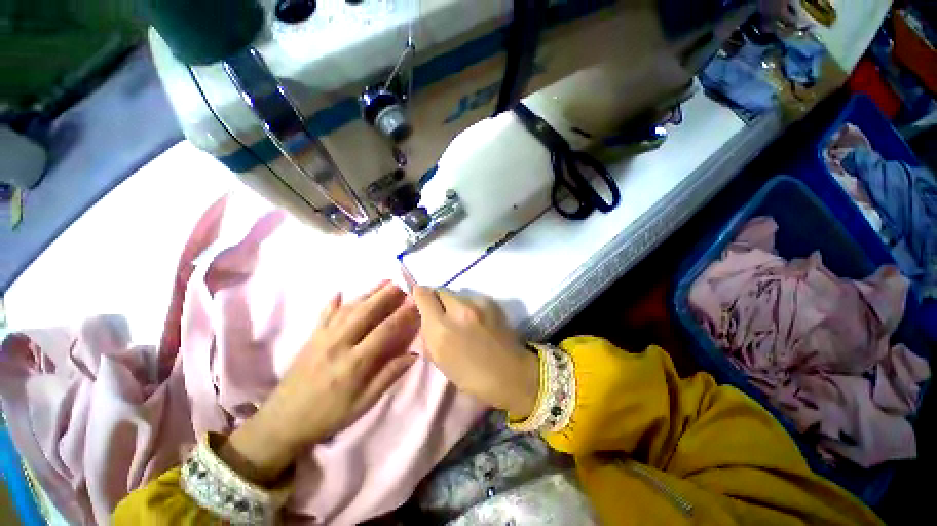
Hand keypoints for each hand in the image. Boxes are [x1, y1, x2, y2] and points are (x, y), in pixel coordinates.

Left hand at [219, 282, 419, 483]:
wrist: (282, 422)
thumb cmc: (328, 416)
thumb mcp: (363, 403)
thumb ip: (388, 376)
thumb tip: (413, 355)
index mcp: (354, 362)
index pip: (384, 331)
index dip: (401, 315)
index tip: (415, 303)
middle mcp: (338, 344)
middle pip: (365, 313)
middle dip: (385, 296)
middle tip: (400, 283)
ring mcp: (322, 338)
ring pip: (348, 309)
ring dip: (367, 293)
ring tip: (383, 282)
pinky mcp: (310, 338)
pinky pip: (324, 316)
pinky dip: (333, 303)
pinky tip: (339, 293)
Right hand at [413, 287, 538, 417]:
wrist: (510, 373)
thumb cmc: (471, 376)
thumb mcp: (440, 361)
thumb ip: (429, 335)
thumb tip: (426, 319)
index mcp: (442, 329)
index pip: (424, 295)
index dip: (420, 295)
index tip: (421, 300)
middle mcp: (458, 310)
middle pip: (441, 290)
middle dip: (438, 299)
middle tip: (442, 313)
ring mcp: (478, 304)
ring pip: (458, 294)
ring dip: (455, 303)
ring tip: (463, 318)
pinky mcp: (492, 303)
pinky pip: (473, 298)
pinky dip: (470, 306)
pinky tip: (477, 319)